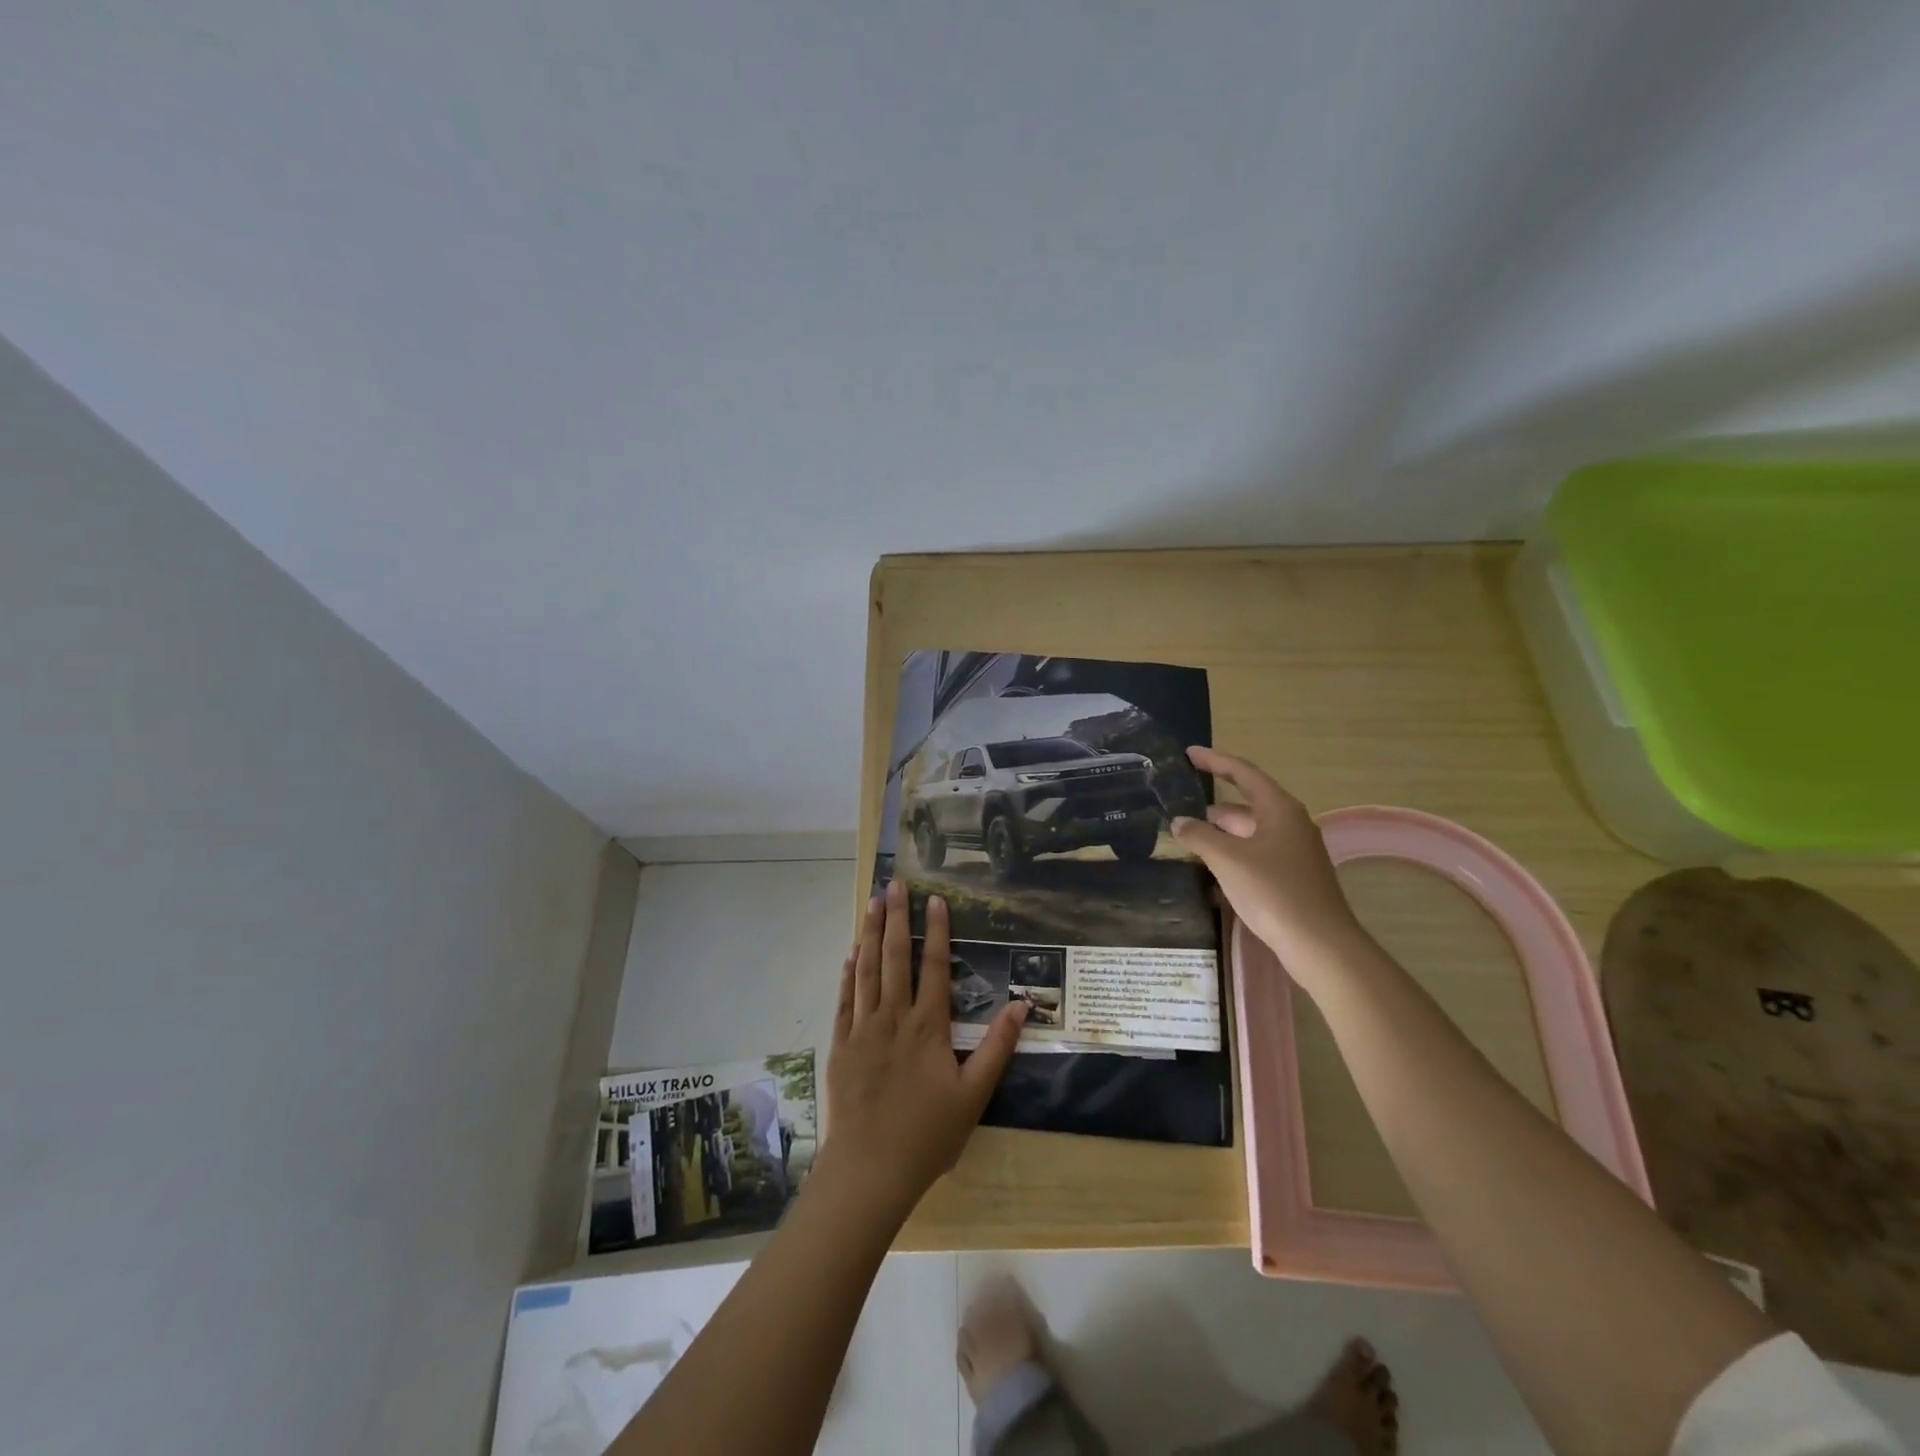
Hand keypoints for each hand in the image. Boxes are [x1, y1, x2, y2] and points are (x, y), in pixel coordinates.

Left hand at [818, 878, 1026, 1221]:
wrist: (870, 1169)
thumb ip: (998, 1047)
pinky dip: (848, 973)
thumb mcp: (975, 1095)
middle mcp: (894, 1017)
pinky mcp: (841, 1044)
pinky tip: (851, 953)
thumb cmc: (928, 1134)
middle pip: (895, 956)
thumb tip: (1023, 1005)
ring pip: (866, 969)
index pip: (935, 965)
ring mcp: (863, 1028)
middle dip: (896, 917)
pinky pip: (845, 999)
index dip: (937, 929)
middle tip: (896, 884)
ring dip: (870, 933)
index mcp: (928, 1026)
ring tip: (872, 902)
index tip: (935, 898)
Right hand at [1169, 746, 1366, 995]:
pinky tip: (1209, 874)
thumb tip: (1179, 822)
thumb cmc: (1274, 892)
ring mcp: (1294, 853)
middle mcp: (1290, 824)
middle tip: (1178, 810)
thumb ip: (1199, 836)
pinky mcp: (1292, 878)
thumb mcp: (1227, 860)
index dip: (1215, 761)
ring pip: (1248, 835)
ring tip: (1186, 842)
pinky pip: (1255, 857)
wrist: (1320, 945)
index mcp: (1279, 809)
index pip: (1243, 773)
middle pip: (1245, 806)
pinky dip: (1232, 858)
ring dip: (1219, 837)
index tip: (1189, 754)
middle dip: (1211, 809)